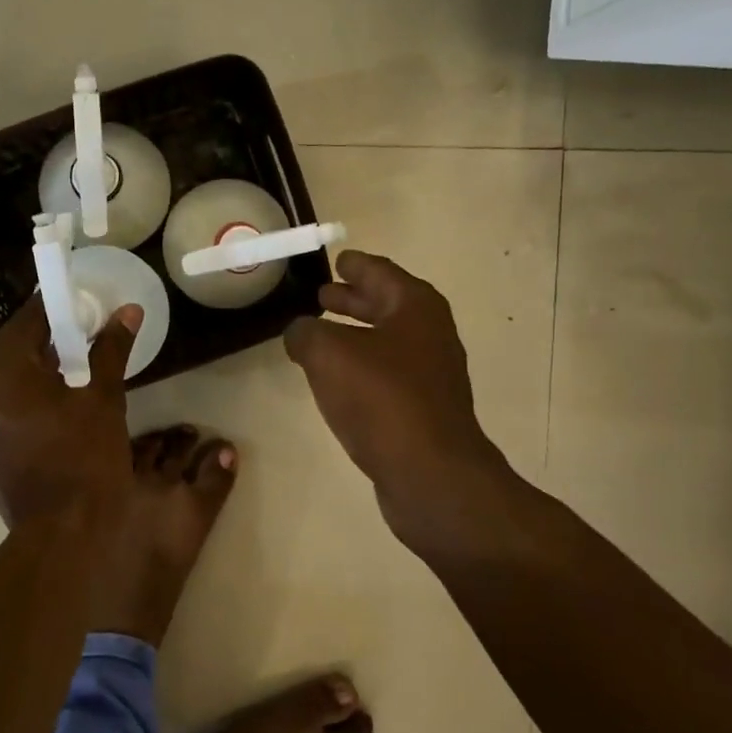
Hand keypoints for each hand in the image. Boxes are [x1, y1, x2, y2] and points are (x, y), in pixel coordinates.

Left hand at [0, 295, 141, 529]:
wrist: (64, 531)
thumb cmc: (85, 456)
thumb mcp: (104, 396)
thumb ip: (111, 348)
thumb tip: (128, 311)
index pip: (25, 322)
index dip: (51, 307)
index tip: (73, 299)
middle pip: (11, 354)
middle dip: (44, 344)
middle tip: (78, 338)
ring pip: (3, 385)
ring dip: (31, 375)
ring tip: (67, 376)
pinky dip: (20, 404)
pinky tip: (49, 410)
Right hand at [283, 251, 505, 542]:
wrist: (430, 473)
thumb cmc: (381, 399)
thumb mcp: (328, 354)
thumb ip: (306, 333)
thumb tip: (301, 332)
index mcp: (415, 307)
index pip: (379, 271)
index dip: (355, 264)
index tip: (336, 259)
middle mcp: (429, 333)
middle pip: (386, 304)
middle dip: (353, 298)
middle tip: (321, 294)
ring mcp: (430, 373)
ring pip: (386, 340)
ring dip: (355, 333)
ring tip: (320, 334)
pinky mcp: (423, 408)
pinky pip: (386, 373)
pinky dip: (361, 365)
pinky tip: (337, 379)